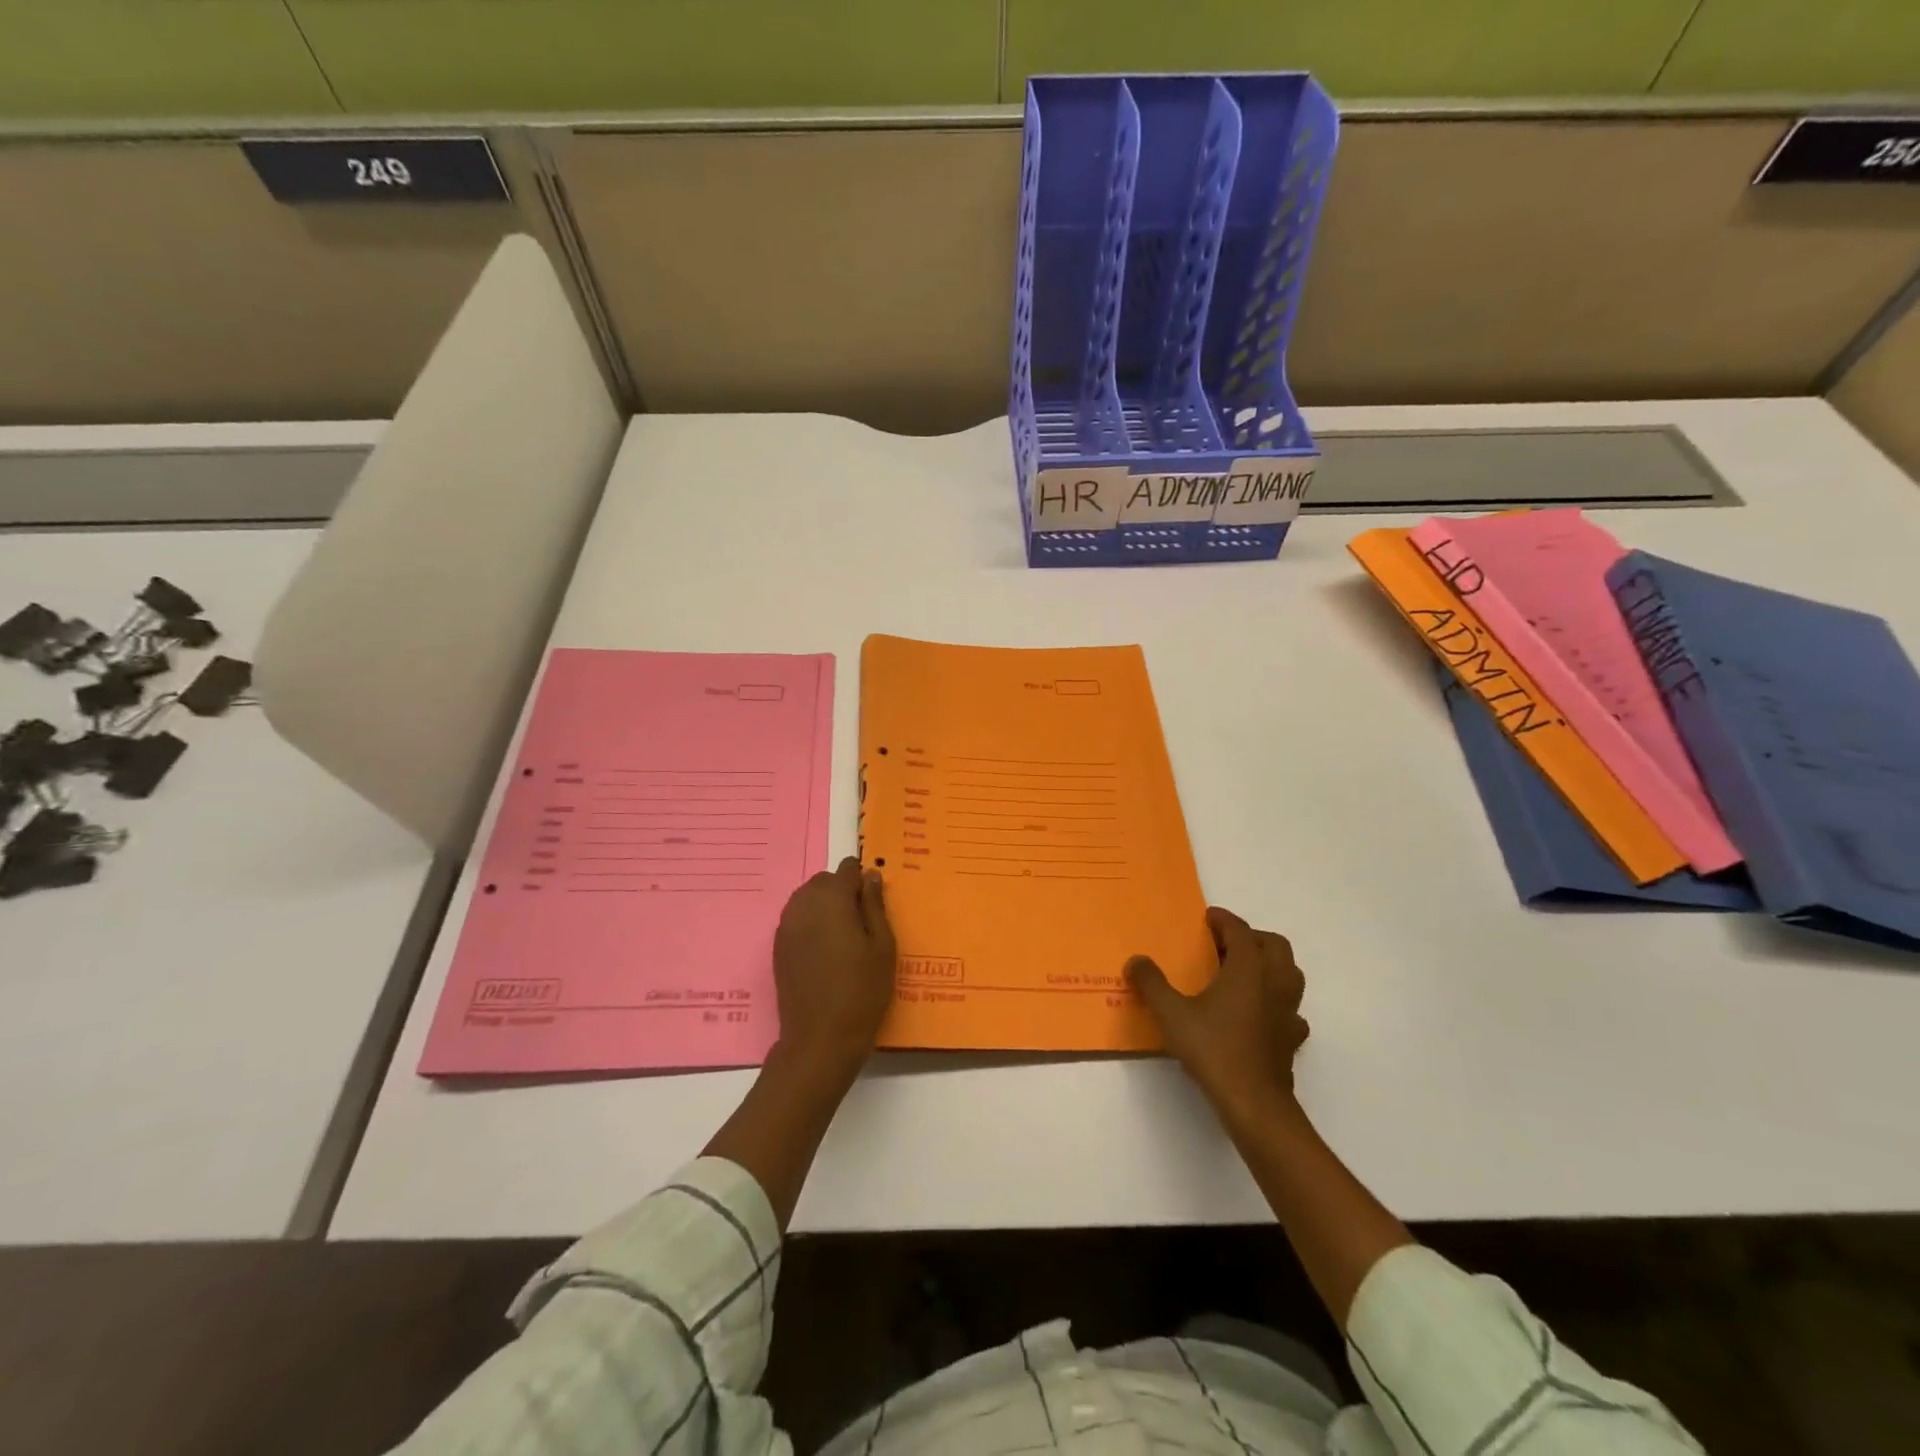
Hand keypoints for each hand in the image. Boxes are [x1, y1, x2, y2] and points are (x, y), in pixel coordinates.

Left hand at [771, 856, 895, 1081]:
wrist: (820, 1039)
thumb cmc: (862, 990)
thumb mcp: (883, 945)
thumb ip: (875, 904)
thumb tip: (870, 875)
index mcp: (832, 898)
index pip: (847, 869)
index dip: (863, 879)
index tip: (875, 900)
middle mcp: (803, 904)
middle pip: (824, 881)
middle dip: (843, 891)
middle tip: (863, 922)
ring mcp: (786, 925)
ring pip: (808, 899)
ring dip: (825, 906)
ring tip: (845, 937)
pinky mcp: (778, 946)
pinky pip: (797, 919)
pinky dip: (811, 924)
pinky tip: (826, 950)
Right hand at [1127, 907, 1307, 1124]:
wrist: (1253, 1103)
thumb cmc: (1214, 1049)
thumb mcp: (1171, 1013)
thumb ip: (1151, 983)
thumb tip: (1136, 961)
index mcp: (1248, 969)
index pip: (1240, 930)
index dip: (1223, 920)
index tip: (1206, 918)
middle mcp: (1274, 983)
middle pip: (1274, 945)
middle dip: (1251, 937)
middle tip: (1224, 944)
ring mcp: (1288, 1011)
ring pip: (1289, 974)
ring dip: (1269, 965)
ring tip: (1241, 974)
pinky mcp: (1292, 1038)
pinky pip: (1290, 1008)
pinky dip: (1276, 1002)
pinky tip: (1257, 1014)